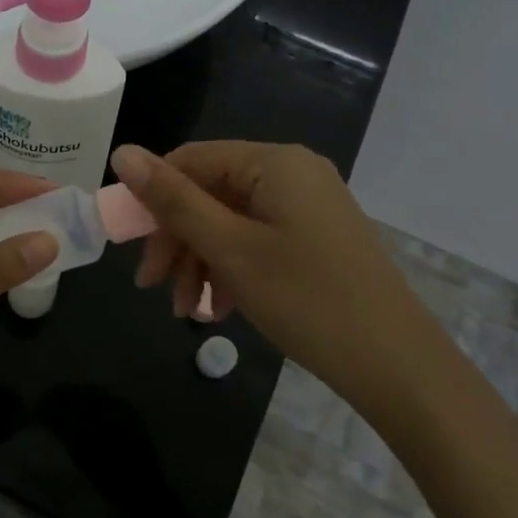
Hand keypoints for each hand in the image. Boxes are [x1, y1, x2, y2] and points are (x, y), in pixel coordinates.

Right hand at [108, 142, 447, 411]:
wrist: (396, 364)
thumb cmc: (305, 298)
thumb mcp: (229, 248)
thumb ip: (173, 200)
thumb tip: (122, 152)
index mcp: (273, 162)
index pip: (190, 160)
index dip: (152, 199)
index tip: (131, 248)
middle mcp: (291, 172)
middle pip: (209, 192)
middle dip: (177, 240)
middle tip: (152, 287)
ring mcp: (307, 206)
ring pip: (229, 220)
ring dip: (200, 261)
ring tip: (187, 309)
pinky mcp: (315, 237)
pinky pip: (256, 239)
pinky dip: (230, 268)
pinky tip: (218, 307)